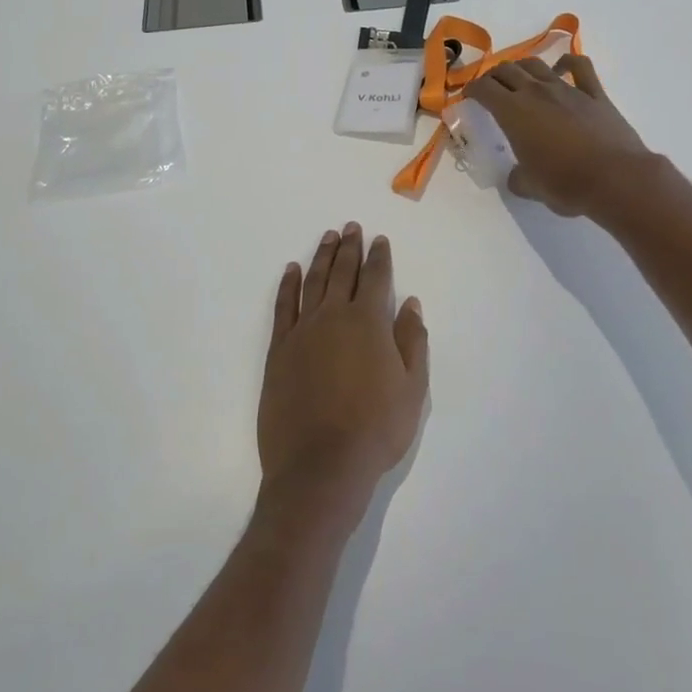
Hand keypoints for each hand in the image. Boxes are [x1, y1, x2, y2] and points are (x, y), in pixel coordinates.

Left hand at [257, 225, 428, 524]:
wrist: (321, 465)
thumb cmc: (375, 429)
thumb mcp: (412, 390)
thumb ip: (412, 341)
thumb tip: (410, 304)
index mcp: (370, 324)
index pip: (377, 279)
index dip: (379, 257)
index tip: (379, 240)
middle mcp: (335, 317)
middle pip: (343, 272)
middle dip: (349, 248)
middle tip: (351, 227)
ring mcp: (303, 331)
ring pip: (313, 282)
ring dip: (322, 257)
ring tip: (328, 237)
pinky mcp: (279, 349)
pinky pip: (284, 306)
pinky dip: (289, 284)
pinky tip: (292, 270)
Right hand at [466, 55, 648, 217]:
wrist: (616, 179)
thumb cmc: (565, 184)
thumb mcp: (529, 187)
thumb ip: (517, 178)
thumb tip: (517, 176)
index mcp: (513, 112)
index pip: (483, 89)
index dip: (471, 90)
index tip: (468, 96)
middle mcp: (536, 93)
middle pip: (507, 70)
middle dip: (493, 76)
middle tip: (490, 88)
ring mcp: (567, 89)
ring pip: (536, 64)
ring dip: (522, 67)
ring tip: (518, 77)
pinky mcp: (595, 94)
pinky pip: (579, 67)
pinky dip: (566, 62)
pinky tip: (561, 68)